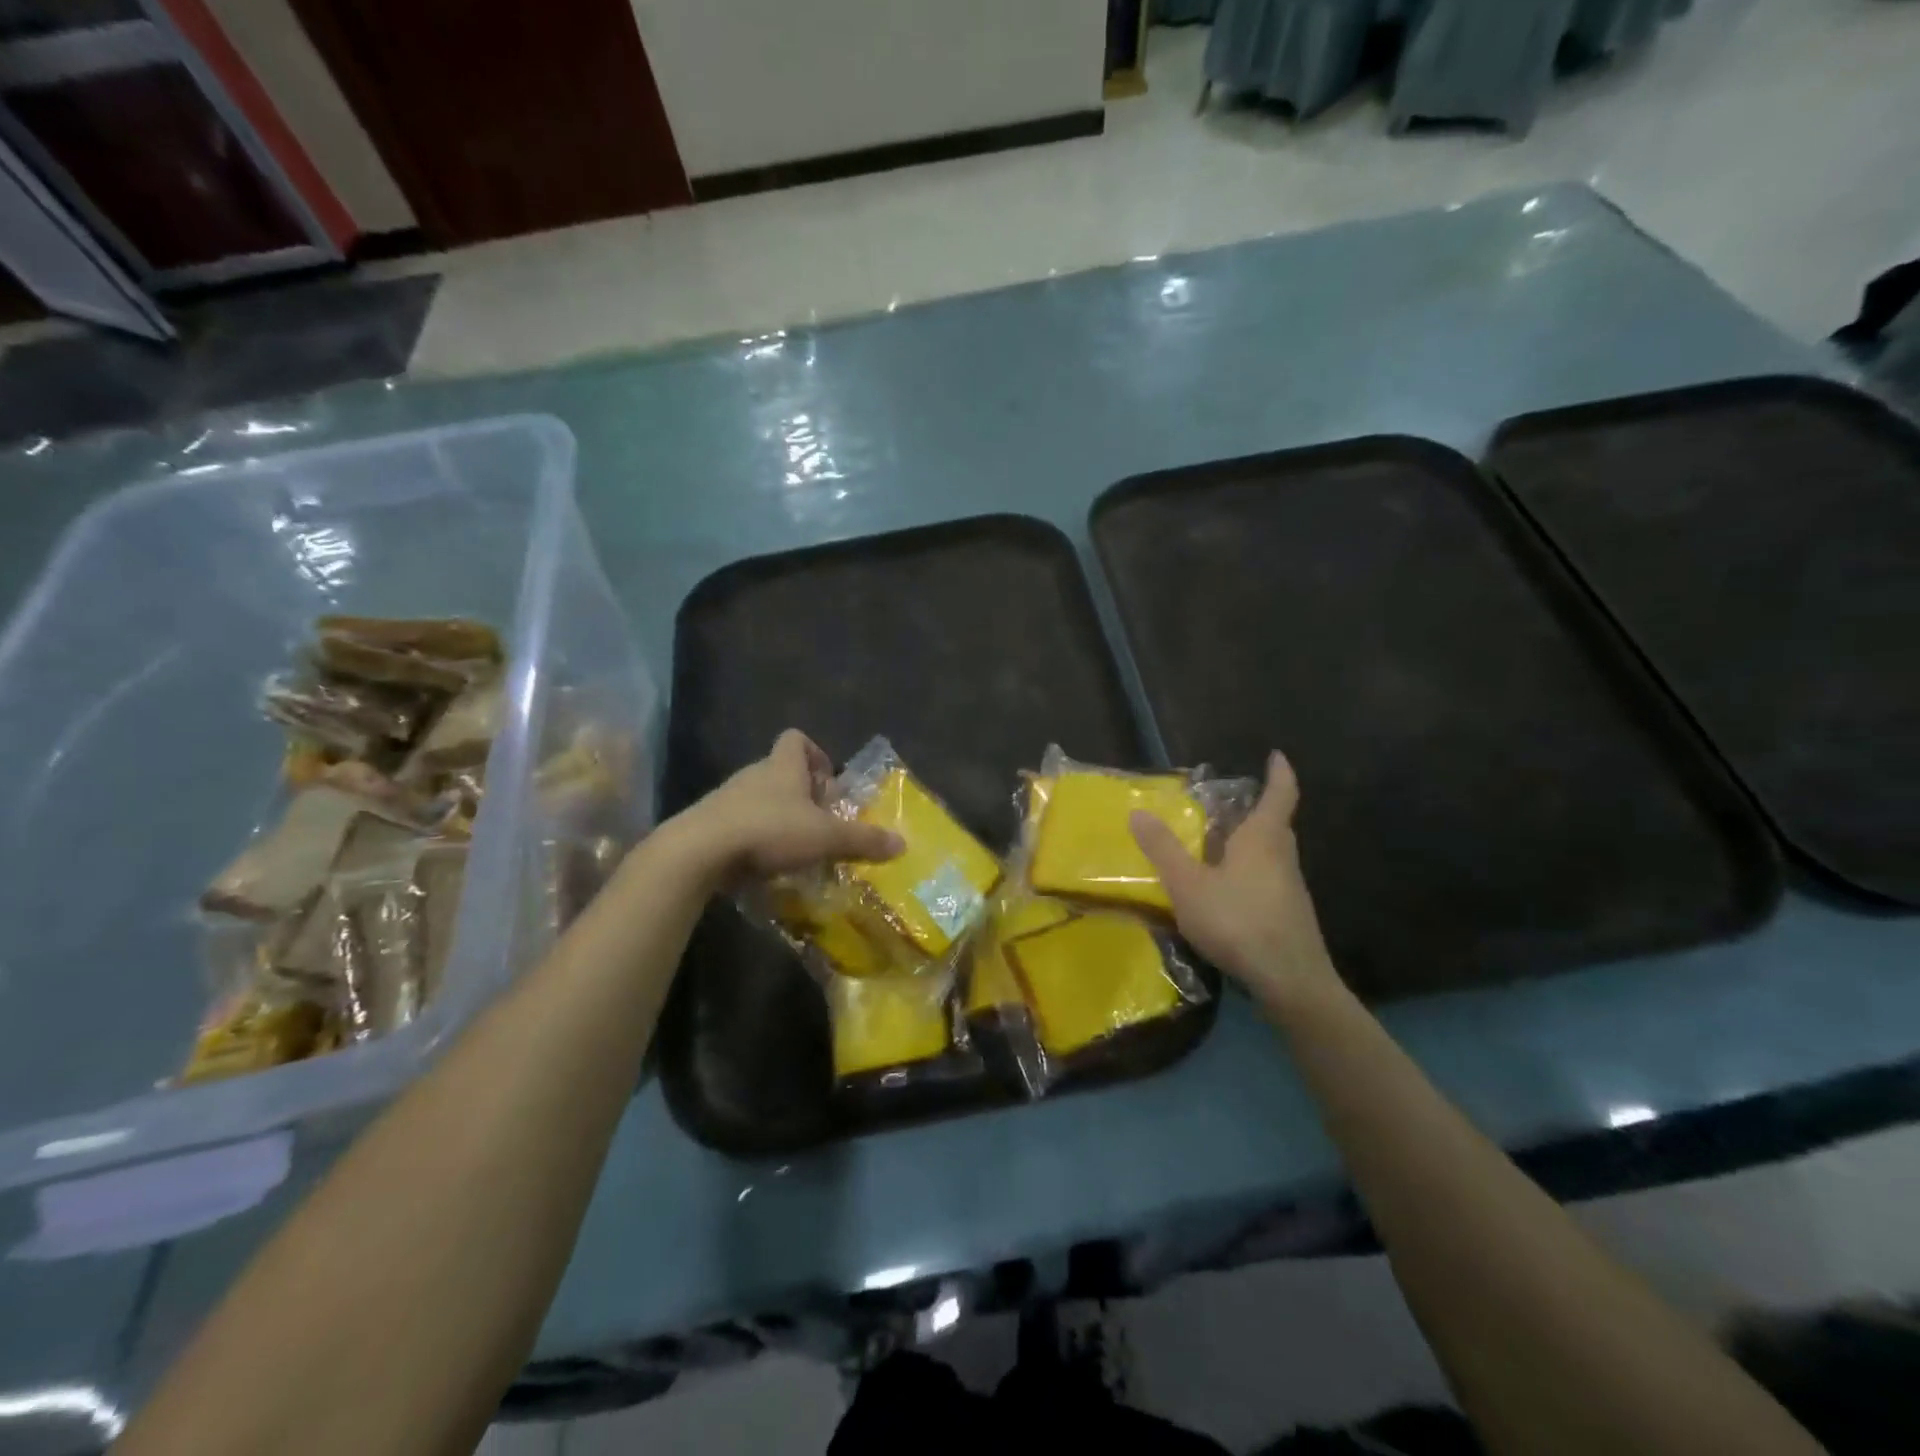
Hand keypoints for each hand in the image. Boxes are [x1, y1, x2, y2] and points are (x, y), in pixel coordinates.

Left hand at [670, 730, 903, 885]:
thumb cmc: (769, 831)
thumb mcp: (825, 837)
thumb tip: (903, 844)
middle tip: (819, 824)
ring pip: (759, 800)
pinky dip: (754, 840)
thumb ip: (863, 840)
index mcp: (782, 767)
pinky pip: (738, 825)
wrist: (698, 852)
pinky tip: (765, 865)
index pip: (796, 739)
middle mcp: (753, 775)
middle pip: (780, 772)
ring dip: (778, 818)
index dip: (815, 754)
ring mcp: (726, 799)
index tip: (828, 784)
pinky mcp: (708, 825)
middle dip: (802, 795)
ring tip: (795, 849)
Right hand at [1130, 752, 1342, 1014]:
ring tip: (1218, 844)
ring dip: (1251, 843)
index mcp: (1263, 838)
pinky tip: (1227, 891)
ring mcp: (1290, 888)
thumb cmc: (1239, 921)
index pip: (1280, 794)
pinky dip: (1250, 872)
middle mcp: (1283, 856)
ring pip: (1272, 854)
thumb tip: (1138, 811)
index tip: (1277, 755)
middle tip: (1229, 803)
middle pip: (1275, 824)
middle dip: (1257, 809)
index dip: (1279, 773)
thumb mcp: (1188, 884)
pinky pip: (1268, 879)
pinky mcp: (1289, 914)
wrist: (1290, 981)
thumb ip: (1163, 849)